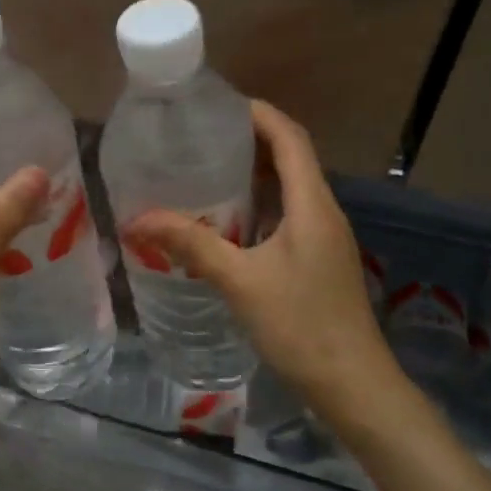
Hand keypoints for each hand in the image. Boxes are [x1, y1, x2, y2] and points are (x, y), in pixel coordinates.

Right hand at [125, 101, 400, 428]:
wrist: (353, 385)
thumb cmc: (301, 326)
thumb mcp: (240, 281)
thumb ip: (191, 245)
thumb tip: (137, 220)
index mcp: (312, 205)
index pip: (290, 138)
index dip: (259, 114)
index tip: (218, 105)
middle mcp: (323, 212)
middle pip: (291, 158)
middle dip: (250, 141)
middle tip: (200, 138)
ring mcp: (325, 238)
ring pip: (289, 189)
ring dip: (254, 175)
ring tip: (205, 172)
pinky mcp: (319, 261)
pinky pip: (287, 216)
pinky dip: (258, 207)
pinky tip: (226, 224)